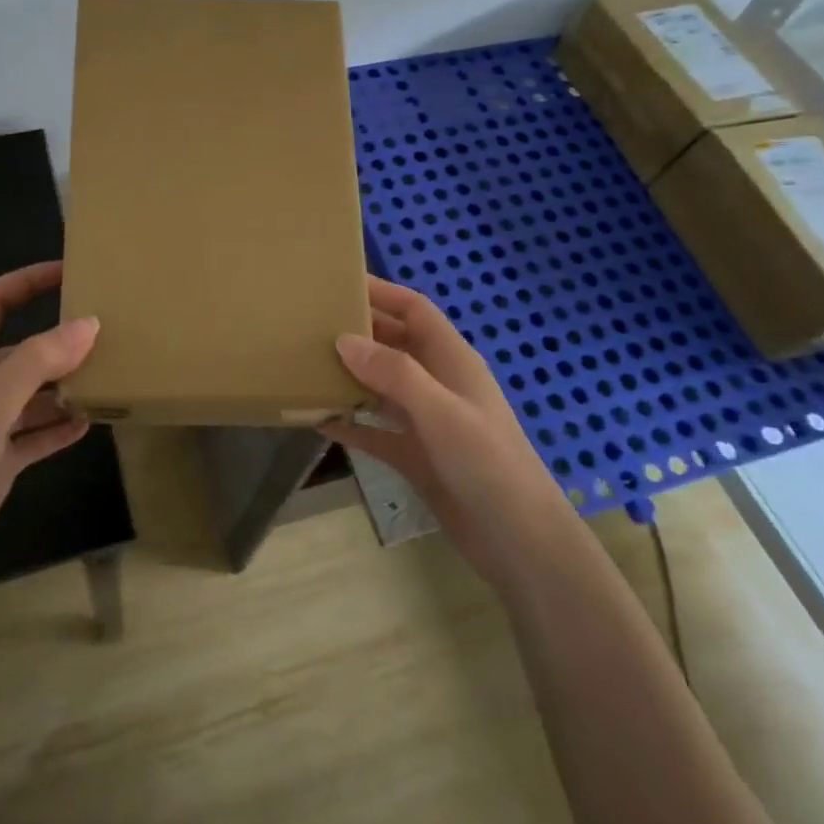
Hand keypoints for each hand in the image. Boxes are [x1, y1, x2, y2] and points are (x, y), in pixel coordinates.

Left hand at [0, 261, 97, 587]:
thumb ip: (38, 361)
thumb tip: (90, 323)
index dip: (26, 281)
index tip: (70, 272)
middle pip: (22, 350)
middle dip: (59, 340)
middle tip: (107, 335)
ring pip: (34, 394)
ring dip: (65, 387)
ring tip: (108, 379)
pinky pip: (36, 436)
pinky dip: (60, 429)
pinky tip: (89, 425)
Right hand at [322, 276, 561, 583]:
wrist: (518, 541)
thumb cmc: (487, 464)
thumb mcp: (442, 412)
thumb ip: (394, 373)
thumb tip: (343, 339)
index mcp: (452, 360)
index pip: (414, 310)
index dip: (381, 291)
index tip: (339, 281)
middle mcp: (437, 383)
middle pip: (393, 343)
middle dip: (357, 330)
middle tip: (310, 323)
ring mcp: (425, 420)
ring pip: (380, 385)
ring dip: (348, 375)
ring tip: (305, 364)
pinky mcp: (415, 455)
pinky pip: (374, 429)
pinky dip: (350, 421)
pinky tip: (317, 419)